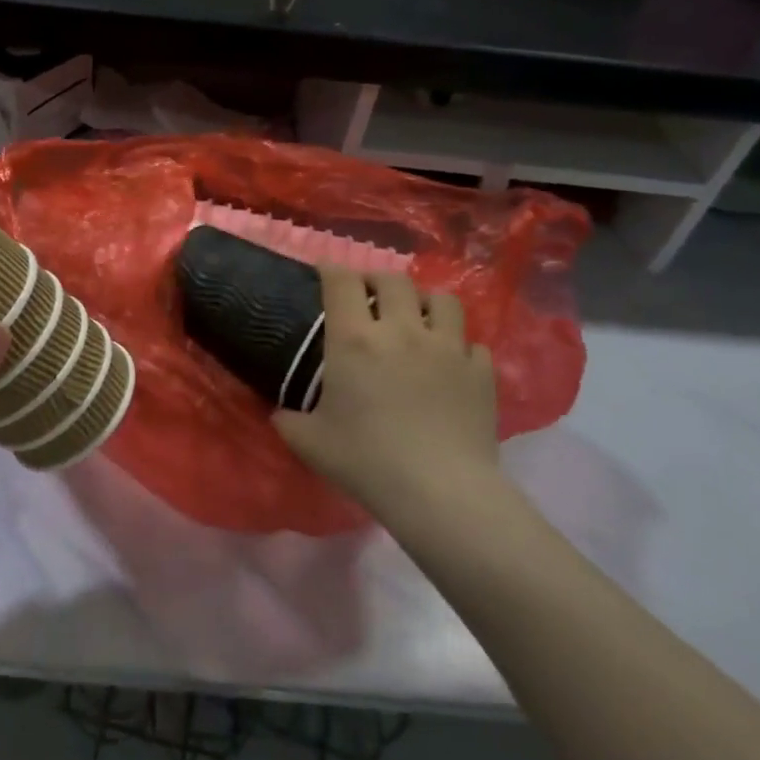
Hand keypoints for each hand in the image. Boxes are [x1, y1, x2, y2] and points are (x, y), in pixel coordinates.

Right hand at [272, 266, 501, 525]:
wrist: (439, 491)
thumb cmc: (366, 460)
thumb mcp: (308, 441)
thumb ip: (287, 419)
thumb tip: (278, 412)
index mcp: (355, 339)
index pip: (342, 281)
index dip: (331, 268)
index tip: (325, 270)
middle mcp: (402, 330)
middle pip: (394, 280)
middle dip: (377, 281)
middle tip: (369, 297)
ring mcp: (448, 347)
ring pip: (442, 299)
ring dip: (424, 302)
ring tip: (416, 318)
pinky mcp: (481, 371)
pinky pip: (472, 342)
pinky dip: (458, 345)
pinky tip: (449, 362)